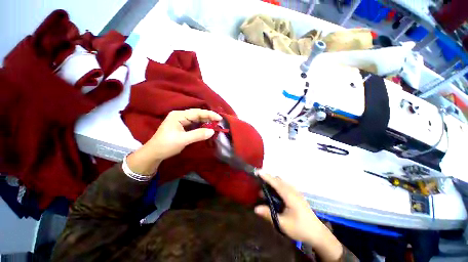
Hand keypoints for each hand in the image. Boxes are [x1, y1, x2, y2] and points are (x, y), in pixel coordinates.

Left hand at [126, 109, 221, 175]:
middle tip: (219, 122)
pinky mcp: (182, 126)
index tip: (219, 118)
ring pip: (197, 119)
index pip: (197, 112)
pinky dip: (202, 126)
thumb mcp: (183, 140)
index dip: (209, 114)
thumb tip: (212, 131)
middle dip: (208, 118)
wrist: (154, 153)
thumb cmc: (166, 145)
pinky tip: (207, 128)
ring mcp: (181, 121)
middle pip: (197, 114)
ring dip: (206, 122)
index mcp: (178, 115)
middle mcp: (180, 115)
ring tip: (215, 124)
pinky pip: (194, 124)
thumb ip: (198, 134)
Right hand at [254, 173, 342, 260]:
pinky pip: (285, 186)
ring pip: (282, 182)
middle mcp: (293, 191)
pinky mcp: (297, 195)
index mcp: (289, 196)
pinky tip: (274, 193)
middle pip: (279, 180)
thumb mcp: (283, 224)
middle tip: (259, 182)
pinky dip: (278, 185)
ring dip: (273, 182)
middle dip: (268, 178)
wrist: (317, 233)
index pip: (276, 183)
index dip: (266, 177)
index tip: (258, 171)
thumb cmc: (300, 228)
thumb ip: (269, 214)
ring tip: (264, 188)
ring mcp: (296, 193)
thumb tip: (256, 208)